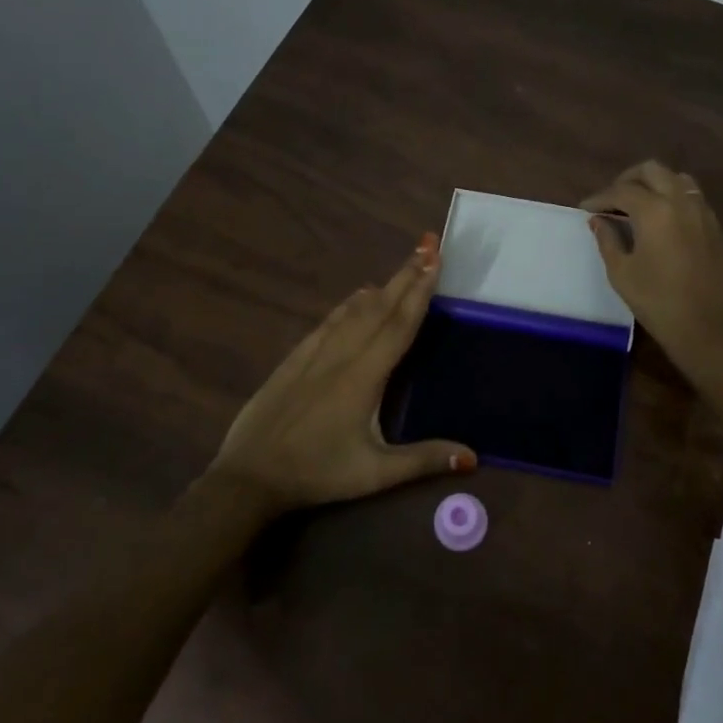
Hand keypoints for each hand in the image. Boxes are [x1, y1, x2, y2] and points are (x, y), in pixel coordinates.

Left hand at [208, 233, 475, 512]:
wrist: (250, 476)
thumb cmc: (318, 473)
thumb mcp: (375, 474)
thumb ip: (424, 460)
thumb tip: (472, 457)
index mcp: (364, 376)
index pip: (399, 325)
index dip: (420, 291)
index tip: (435, 260)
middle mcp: (342, 355)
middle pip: (380, 307)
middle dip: (406, 275)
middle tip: (428, 246)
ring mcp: (314, 354)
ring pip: (354, 310)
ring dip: (382, 286)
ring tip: (404, 265)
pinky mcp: (294, 359)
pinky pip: (328, 322)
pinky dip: (349, 304)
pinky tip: (356, 297)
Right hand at [582, 160, 722, 383]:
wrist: (708, 329)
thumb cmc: (657, 302)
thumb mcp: (622, 273)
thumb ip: (607, 240)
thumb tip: (598, 220)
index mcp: (655, 211)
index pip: (621, 191)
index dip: (600, 198)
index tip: (585, 209)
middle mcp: (681, 201)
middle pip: (652, 171)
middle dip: (627, 180)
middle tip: (611, 200)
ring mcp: (703, 212)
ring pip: (676, 179)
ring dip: (653, 184)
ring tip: (636, 205)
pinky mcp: (715, 227)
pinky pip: (691, 196)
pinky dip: (672, 197)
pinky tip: (660, 219)